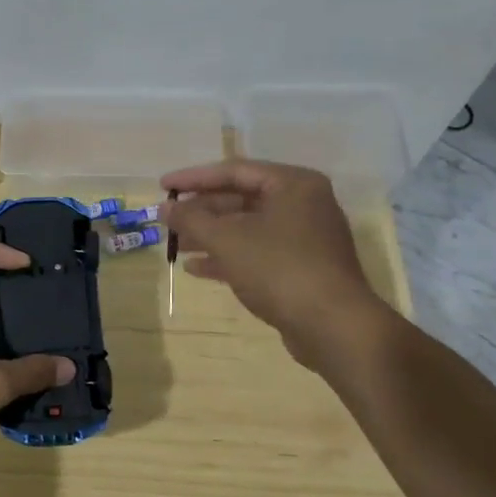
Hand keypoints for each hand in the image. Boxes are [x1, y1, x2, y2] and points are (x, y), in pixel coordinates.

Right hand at [160, 159, 391, 364]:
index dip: (193, 178)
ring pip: (247, 228)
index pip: (233, 171)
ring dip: (210, 236)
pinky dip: (228, 257)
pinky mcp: (302, 267)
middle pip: (241, 199)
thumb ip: (192, 219)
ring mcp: (305, 238)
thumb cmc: (279, 269)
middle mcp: (303, 204)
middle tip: (168, 220)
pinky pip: (258, 252)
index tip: (162, 186)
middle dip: (202, 211)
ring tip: (176, 245)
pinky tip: (196, 268)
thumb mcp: (227, 240)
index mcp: (293, 184)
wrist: (333, 326)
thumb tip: (164, 207)